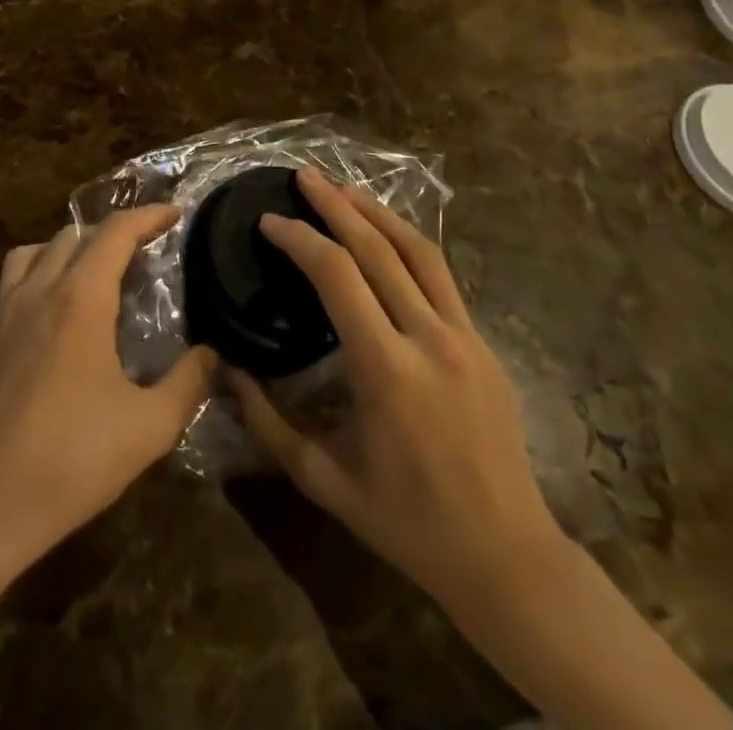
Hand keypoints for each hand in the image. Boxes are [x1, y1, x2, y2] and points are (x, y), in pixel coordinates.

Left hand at [0, 205, 216, 574]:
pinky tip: (59, 305)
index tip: (176, 213)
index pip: (116, 231)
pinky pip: (16, 276)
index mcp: (81, 298)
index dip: (148, 215)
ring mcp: (8, 312)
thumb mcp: (149, 427)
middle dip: (116, 229)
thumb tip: (211, 354)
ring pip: (40, 248)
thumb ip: (188, 383)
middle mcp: (41, 290)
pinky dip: (42, 267)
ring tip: (100, 268)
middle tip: (149, 247)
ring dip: (74, 244)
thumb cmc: (71, 460)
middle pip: (78, 233)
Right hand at [230, 171, 563, 617]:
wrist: (506, 555)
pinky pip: (441, 277)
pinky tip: (387, 238)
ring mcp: (465, 335)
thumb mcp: (324, 480)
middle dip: (336, 204)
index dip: (300, 239)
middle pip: (378, 247)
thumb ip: (268, 424)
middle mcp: (429, 337)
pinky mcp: (484, 342)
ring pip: (419, 250)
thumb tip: (226, 373)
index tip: (270, 221)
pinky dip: (408, 244)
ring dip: (378, 211)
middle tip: (304, 176)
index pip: (337, 276)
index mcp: (386, 369)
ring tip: (344, 188)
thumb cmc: (407, 523)